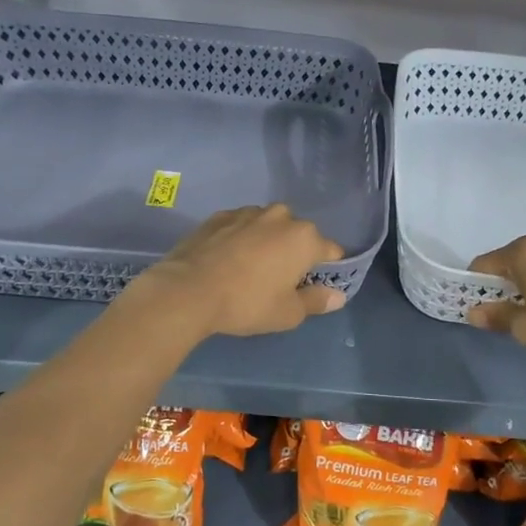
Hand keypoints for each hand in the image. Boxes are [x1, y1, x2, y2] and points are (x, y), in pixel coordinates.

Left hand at [133, 204, 346, 337]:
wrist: (188, 290)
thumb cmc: (247, 303)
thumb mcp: (288, 313)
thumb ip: (316, 301)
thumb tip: (337, 296)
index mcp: (305, 238)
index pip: (331, 251)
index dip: (328, 269)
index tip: (316, 285)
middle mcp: (281, 216)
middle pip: (299, 235)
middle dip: (295, 253)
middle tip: (280, 280)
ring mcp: (248, 212)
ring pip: (269, 227)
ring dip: (267, 242)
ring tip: (251, 269)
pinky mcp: (219, 216)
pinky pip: (241, 226)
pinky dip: (241, 239)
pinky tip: (228, 260)